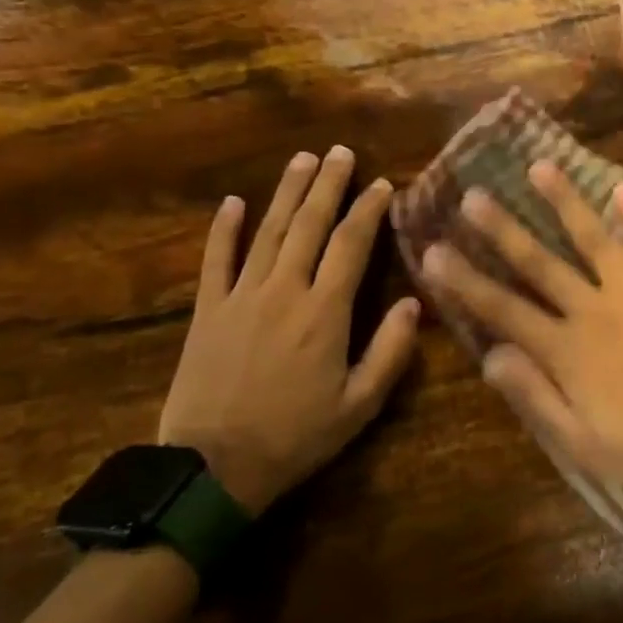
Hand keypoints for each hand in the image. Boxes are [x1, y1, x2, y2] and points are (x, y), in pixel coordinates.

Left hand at [158, 147, 420, 512]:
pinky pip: (216, 260)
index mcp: (325, 312)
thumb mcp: (359, 406)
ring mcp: (241, 296)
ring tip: (303, 159)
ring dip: (287, 192)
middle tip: (341, 152)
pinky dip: (224, 229)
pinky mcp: (208, 310)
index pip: (352, 245)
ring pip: (268, 231)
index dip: (368, 210)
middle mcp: (285, 290)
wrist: (213, 469)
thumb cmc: (295, 437)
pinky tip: (234, 201)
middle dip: (328, 185)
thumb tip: (414, 303)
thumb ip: (390, 351)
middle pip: (309, 225)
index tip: (382, 184)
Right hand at [421, 162, 622, 500]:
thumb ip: (534, 396)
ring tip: (539, 167)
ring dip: (564, 202)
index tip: (432, 251)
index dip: (464, 281)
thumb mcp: (579, 444)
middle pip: (540, 263)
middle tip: (472, 195)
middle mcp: (595, 310)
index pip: (503, 309)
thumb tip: (490, 356)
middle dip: (502, 229)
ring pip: (594, 239)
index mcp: (566, 351)